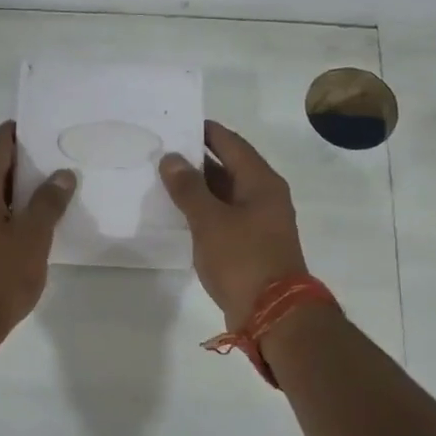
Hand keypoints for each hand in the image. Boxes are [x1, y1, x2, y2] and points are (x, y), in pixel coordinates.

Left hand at [0, 122, 76, 347]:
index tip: (51, 131)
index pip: (0, 144)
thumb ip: (48, 202)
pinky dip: (9, 215)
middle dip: (27, 165)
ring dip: (19, 193)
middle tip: (62, 163)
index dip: (24, 133)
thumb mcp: (32, 237)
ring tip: (54, 194)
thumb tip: (61, 174)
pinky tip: (32, 228)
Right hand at [159, 120, 308, 327]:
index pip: (232, 144)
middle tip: (164, 151)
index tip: (180, 123)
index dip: (207, 132)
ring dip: (199, 187)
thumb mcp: (210, 221)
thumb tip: (172, 158)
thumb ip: (188, 189)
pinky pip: (224, 218)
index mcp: (261, 182)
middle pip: (230, 168)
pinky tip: (180, 214)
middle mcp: (264, 197)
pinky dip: (204, 212)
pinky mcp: (250, 246)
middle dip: (198, 159)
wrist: (271, 312)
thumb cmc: (243, 259)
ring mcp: (259, 223)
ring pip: (225, 195)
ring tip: (165, 179)